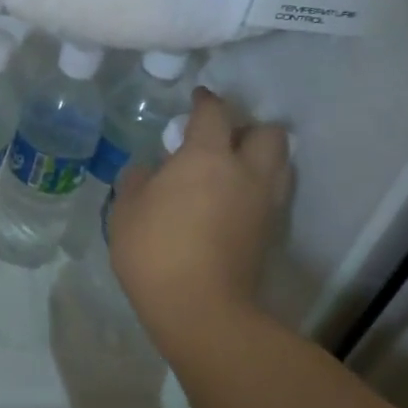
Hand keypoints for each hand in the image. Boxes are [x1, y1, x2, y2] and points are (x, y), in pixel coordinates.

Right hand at [108, 88, 291, 358]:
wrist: (199, 308)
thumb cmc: (154, 251)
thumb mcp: (126, 212)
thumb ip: (137, 181)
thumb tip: (148, 171)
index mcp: (207, 157)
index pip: (215, 113)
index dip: (206, 101)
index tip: (197, 99)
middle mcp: (247, 172)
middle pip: (268, 132)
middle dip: (248, 128)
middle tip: (222, 141)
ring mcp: (265, 203)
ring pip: (281, 163)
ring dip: (262, 157)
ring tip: (233, 170)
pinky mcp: (271, 232)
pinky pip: (275, 194)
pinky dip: (260, 188)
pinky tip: (235, 202)